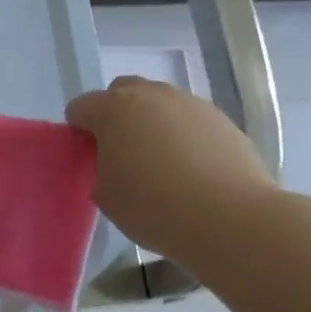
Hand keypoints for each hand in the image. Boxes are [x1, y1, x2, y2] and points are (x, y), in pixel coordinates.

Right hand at [65, 76, 279, 265]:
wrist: (230, 219)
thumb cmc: (154, 207)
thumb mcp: (105, 195)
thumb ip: (99, 168)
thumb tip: (113, 160)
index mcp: (113, 108)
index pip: (80, 108)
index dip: (80, 132)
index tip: (91, 160)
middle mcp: (151, 94)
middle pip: (121, 92)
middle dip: (116, 115)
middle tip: (123, 153)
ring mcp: (190, 103)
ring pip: (159, 104)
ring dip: (153, 123)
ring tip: (164, 163)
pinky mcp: (221, 118)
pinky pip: (190, 120)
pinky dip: (184, 135)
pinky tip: (194, 169)